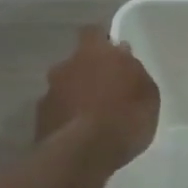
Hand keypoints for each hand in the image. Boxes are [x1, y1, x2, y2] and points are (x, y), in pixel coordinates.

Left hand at [36, 26, 160, 170]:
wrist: (83, 154)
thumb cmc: (125, 117)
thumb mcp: (147, 93)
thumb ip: (133, 71)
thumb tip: (122, 56)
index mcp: (93, 52)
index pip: (93, 32)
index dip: (102, 41)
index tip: (113, 53)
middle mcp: (65, 66)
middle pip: (77, 62)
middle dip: (88, 73)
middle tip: (107, 91)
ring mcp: (48, 93)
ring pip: (64, 88)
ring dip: (75, 97)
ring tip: (93, 118)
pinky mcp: (39, 120)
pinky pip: (57, 112)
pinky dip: (66, 119)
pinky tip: (79, 135)